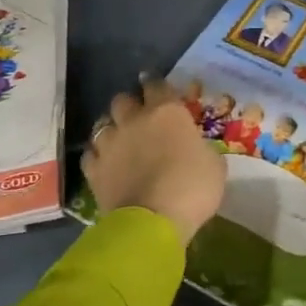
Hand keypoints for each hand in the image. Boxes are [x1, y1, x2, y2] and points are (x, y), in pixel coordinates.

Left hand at [82, 78, 225, 245]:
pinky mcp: (94, 170)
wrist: (153, 222)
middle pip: (123, 99)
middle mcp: (134, 120)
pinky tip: (105, 164)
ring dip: (111, 128)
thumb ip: (202, 149)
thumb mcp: (214, 166)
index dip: (156, 84)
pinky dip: (97, 156)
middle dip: (130, 104)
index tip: (156, 86)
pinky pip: (91, 154)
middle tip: (139, 116)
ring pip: (102, 123)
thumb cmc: (192, 188)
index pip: (157, 84)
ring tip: (119, 138)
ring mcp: (110, 144)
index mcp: (167, 112)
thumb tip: (198, 149)